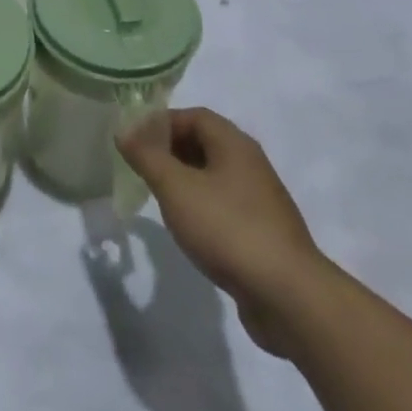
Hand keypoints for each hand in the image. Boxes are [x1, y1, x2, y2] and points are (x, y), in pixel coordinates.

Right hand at [117, 108, 328, 356]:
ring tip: (157, 195)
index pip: (195, 116)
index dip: (161, 122)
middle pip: (205, 142)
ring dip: (183, 178)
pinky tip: (186, 226)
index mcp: (234, 145)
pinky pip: (223, 204)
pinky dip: (200, 205)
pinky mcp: (262, 231)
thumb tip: (123, 129)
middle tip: (140, 166)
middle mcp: (250, 164)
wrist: (287, 295)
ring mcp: (259, 199)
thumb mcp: (176, 187)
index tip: (134, 141)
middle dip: (169, 149)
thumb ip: (146, 155)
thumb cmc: (227, 228)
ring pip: (213, 175)